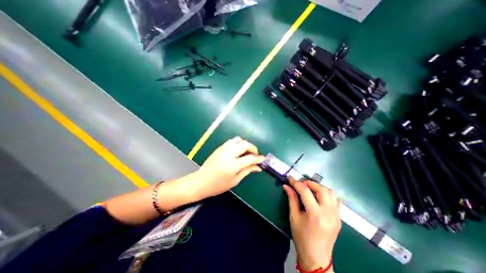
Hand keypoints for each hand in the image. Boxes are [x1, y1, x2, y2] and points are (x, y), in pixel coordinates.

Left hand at [192, 137, 265, 198]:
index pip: (250, 158)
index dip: (258, 158)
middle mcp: (229, 153)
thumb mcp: (235, 180)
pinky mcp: (220, 147)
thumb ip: (247, 171)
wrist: (201, 181)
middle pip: (245, 144)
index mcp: (233, 165)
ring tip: (246, 152)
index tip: (263, 159)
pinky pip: (232, 141)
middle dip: (253, 148)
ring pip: (238, 139)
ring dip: (245, 144)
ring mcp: (223, 149)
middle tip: (255, 155)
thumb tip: (258, 167)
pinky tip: (238, 151)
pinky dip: (238, 143)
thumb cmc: (218, 185)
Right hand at [281, 177, 340, 270]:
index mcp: (315, 214)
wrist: (316, 257)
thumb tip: (286, 185)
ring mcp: (336, 215)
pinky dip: (326, 194)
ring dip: (319, 187)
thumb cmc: (301, 237)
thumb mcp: (294, 217)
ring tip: (309, 189)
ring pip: (331, 192)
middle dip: (309, 183)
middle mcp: (328, 213)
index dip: (296, 182)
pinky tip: (318, 197)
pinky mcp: (339, 218)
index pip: (305, 191)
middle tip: (300, 184)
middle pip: (321, 189)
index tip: (290, 178)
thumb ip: (291, 199)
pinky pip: (335, 200)